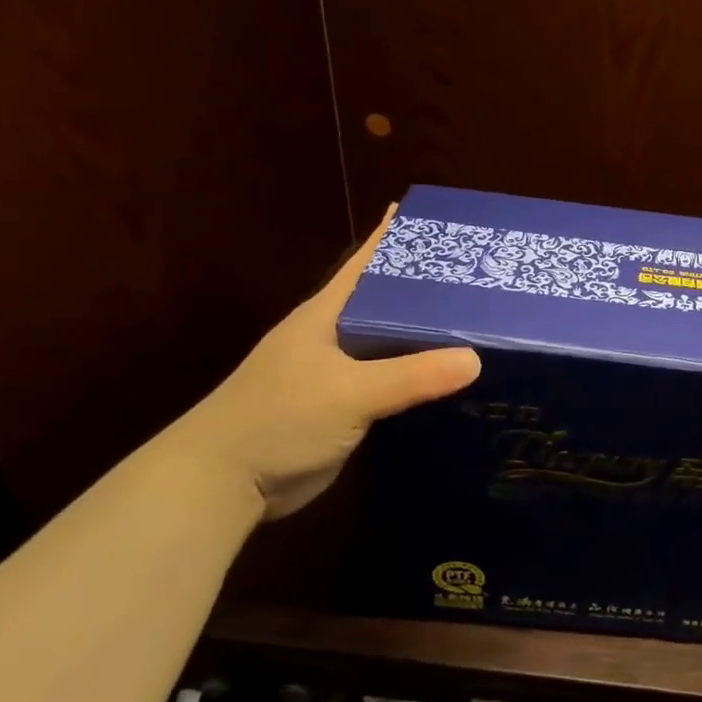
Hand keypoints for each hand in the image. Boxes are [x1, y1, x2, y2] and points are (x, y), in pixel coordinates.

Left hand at [172, 206, 480, 520]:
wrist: (224, 482)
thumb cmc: (278, 419)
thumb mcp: (349, 392)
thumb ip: (411, 376)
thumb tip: (476, 359)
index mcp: (325, 315)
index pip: (365, 264)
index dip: (393, 238)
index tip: (431, 218)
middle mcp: (334, 337)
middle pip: (387, 302)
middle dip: (426, 287)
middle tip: (477, 276)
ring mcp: (339, 374)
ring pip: (392, 344)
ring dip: (427, 335)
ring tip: (476, 322)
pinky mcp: (346, 407)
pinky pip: (393, 381)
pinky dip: (420, 375)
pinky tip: (451, 376)